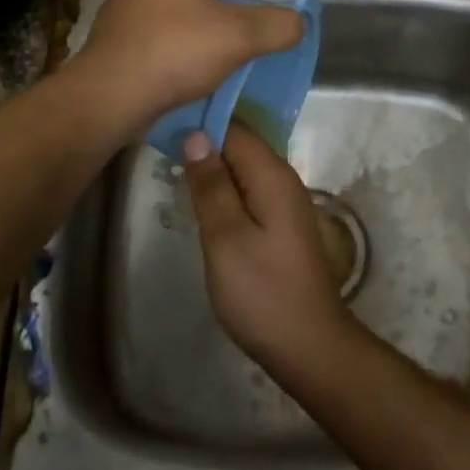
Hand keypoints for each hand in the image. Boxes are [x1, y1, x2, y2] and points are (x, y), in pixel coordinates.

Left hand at [75, 0, 304, 125]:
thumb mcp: (242, 37)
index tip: (256, 5)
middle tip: (240, 35)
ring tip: (213, 56)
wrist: (111, 93)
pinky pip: (152, 37)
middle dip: (219, 9)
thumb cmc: (179, 51)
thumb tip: (298, 23)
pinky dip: (170, 48)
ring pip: (173, 13)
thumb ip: (278, 26)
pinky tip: (181, 71)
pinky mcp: (109, 37)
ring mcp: (121, 5)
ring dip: (193, 30)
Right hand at [183, 124, 360, 376]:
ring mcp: (284, 202)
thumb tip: (196, 135)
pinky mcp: (280, 224)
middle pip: (240, 145)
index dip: (201, 123)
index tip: (164, 123)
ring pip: (242, 169)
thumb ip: (211, 185)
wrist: (309, 346)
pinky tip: (202, 200)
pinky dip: (224, 189)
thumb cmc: (263, 292)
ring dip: (212, 168)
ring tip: (173, 170)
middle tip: (161, 149)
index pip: (234, 128)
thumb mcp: (226, 238)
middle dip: (204, 143)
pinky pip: (248, 191)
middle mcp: (283, 179)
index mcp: (272, 175)